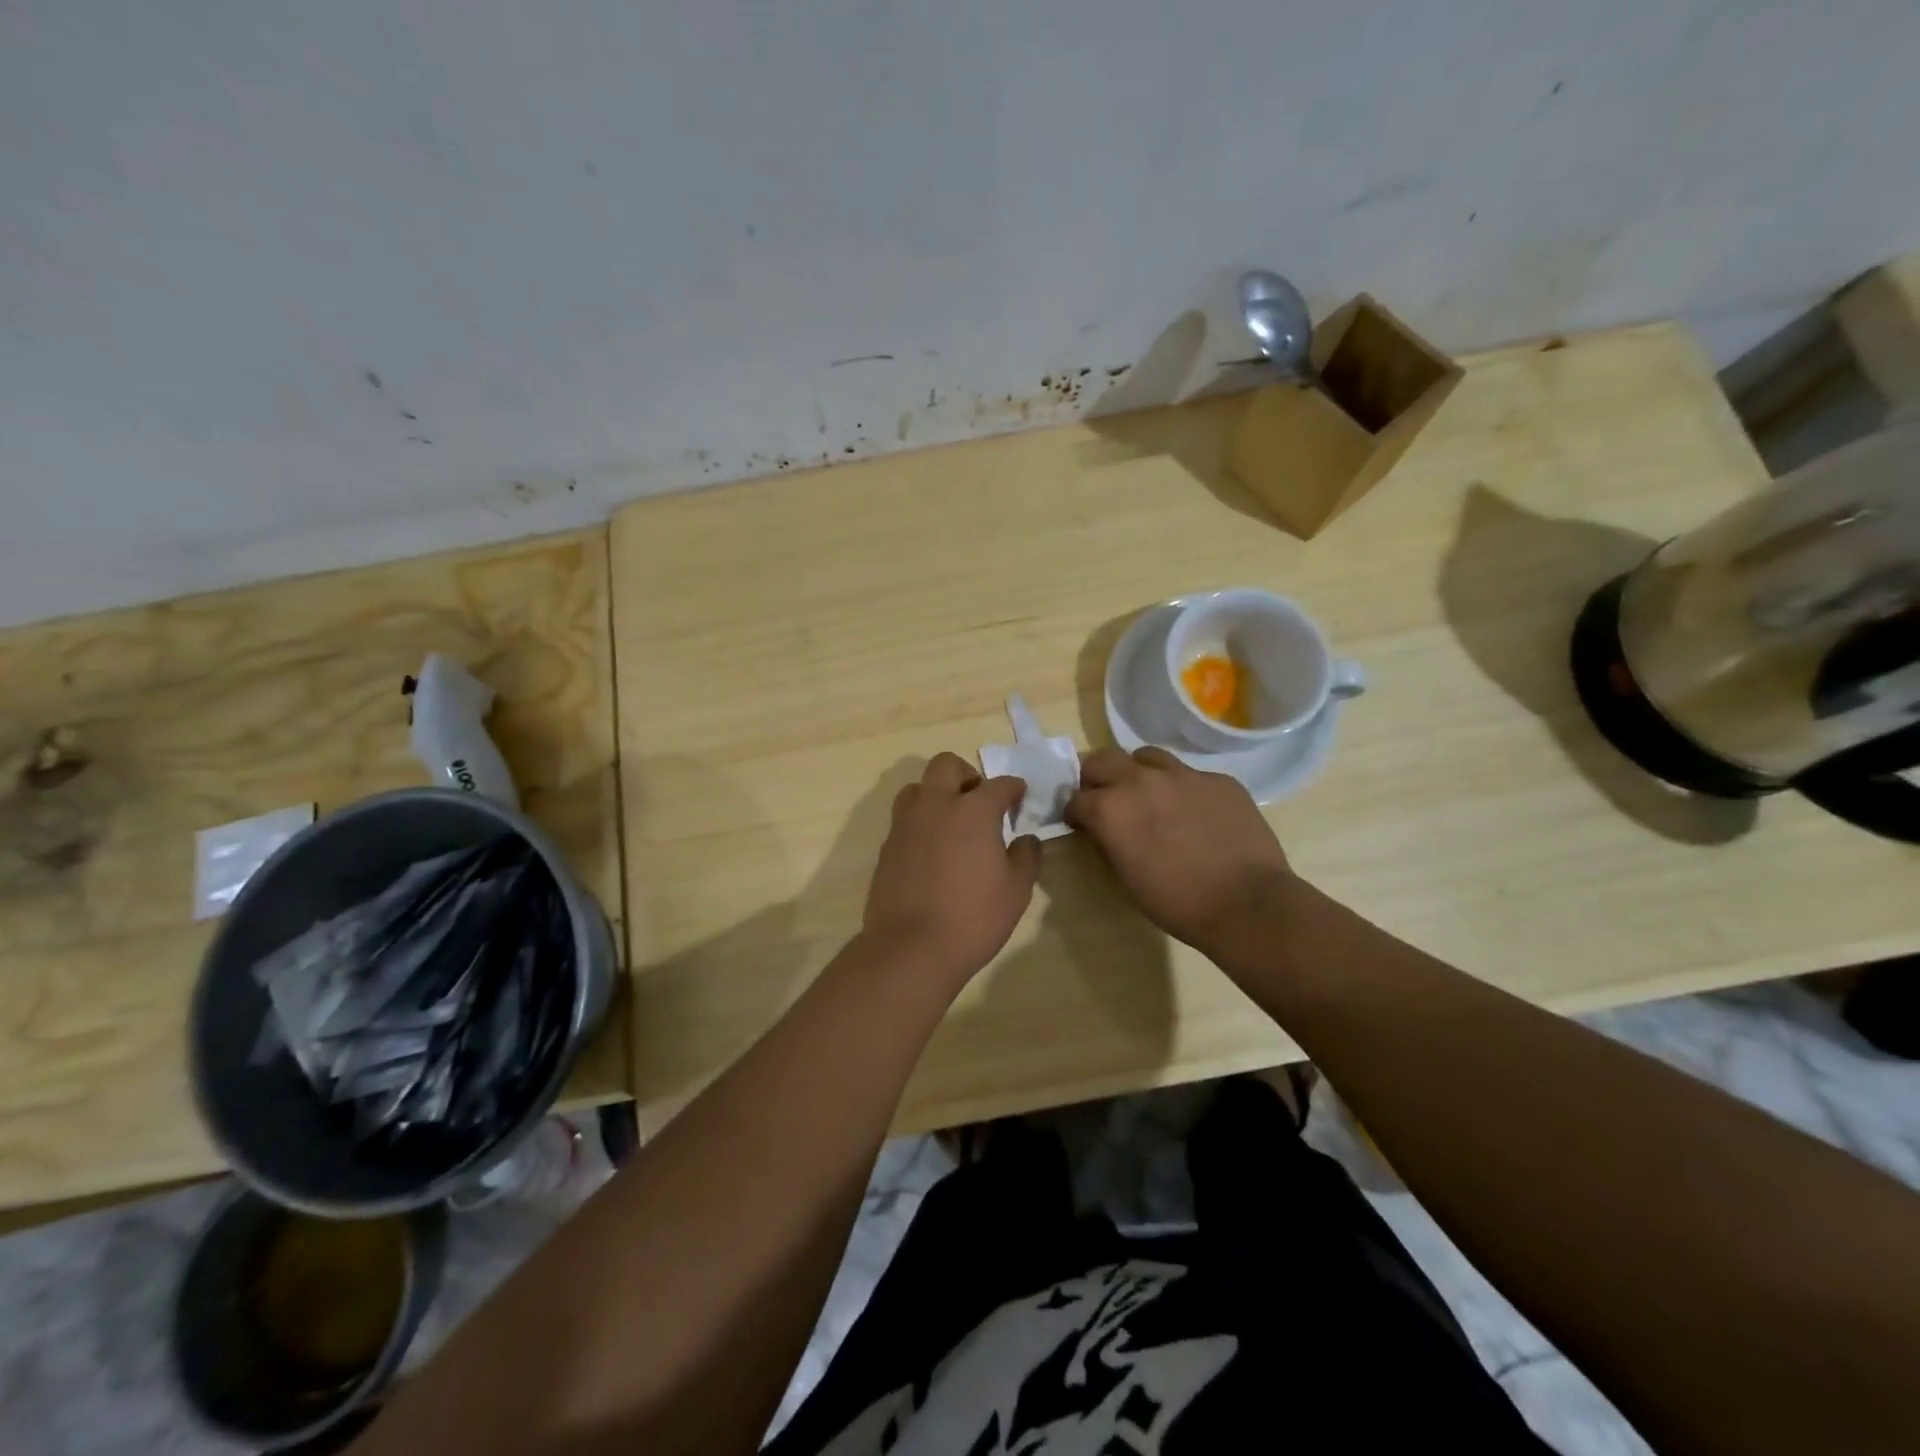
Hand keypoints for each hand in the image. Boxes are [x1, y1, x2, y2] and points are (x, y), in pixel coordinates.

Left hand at [862, 753, 1041, 984]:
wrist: (911, 948)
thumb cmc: (973, 918)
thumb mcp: (1016, 890)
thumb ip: (1025, 857)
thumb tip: (1026, 840)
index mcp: (973, 811)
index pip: (998, 785)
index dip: (1013, 788)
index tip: (1018, 796)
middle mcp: (936, 806)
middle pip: (946, 766)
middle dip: (967, 774)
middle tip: (979, 799)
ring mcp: (906, 824)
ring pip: (917, 787)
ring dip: (936, 793)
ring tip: (951, 819)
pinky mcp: (887, 846)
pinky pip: (904, 818)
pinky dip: (920, 821)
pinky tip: (932, 848)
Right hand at [1066, 746, 1292, 958]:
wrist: (1246, 904)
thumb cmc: (1177, 902)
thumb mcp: (1126, 878)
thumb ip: (1108, 842)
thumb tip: (1104, 829)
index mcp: (1111, 809)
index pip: (1076, 799)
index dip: (1075, 813)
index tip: (1081, 824)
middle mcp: (1141, 781)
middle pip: (1103, 759)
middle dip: (1097, 778)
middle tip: (1106, 799)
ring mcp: (1183, 775)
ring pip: (1146, 756)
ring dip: (1138, 773)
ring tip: (1148, 795)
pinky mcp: (1218, 779)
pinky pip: (1190, 774)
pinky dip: (1181, 789)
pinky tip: (1194, 813)